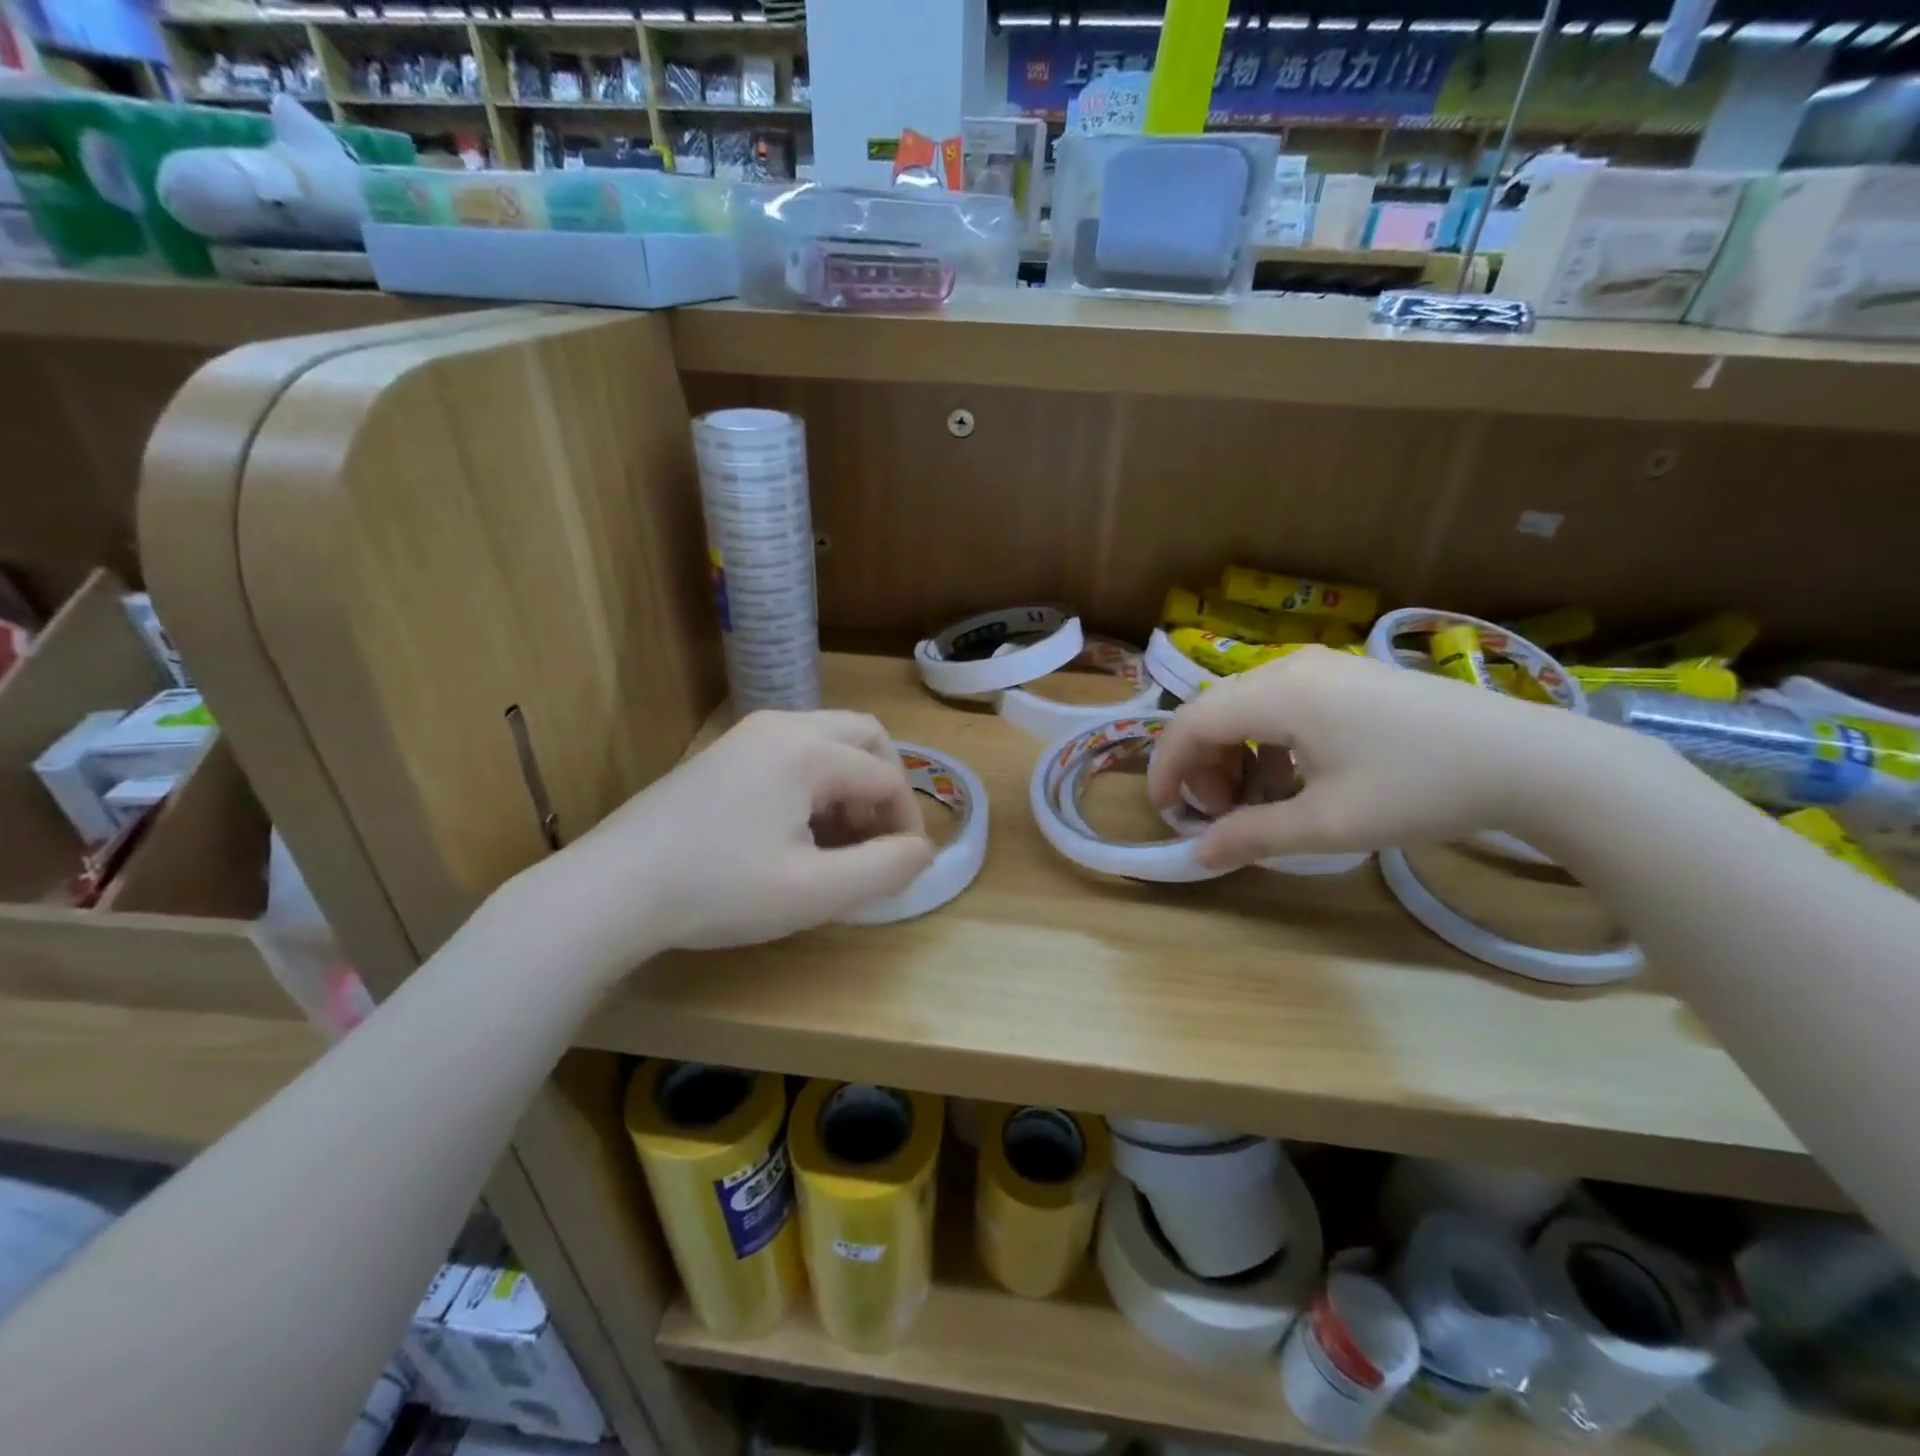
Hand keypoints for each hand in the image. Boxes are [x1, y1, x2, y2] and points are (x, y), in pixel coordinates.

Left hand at [549, 710, 933, 962]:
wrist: (610, 890)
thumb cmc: (718, 890)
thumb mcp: (813, 892)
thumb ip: (883, 869)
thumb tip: (922, 851)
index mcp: (807, 751)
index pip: (886, 776)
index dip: (906, 822)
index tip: (904, 867)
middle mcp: (780, 726)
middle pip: (864, 737)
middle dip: (884, 786)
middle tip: (877, 839)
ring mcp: (746, 736)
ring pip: (827, 742)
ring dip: (849, 784)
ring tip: (838, 842)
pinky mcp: (722, 755)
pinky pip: (792, 752)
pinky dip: (815, 783)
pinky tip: (795, 832)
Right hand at [1146, 646, 1622, 870]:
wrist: (1530, 760)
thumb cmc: (1420, 789)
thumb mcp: (1328, 823)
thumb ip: (1253, 835)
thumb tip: (1198, 854)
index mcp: (1278, 694)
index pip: (1191, 724)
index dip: (1167, 769)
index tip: (1165, 813)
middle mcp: (1289, 668)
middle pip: (1214, 712)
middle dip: (1202, 767)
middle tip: (1220, 816)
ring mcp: (1322, 668)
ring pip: (1245, 708)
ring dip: (1233, 756)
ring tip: (1255, 802)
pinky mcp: (1347, 679)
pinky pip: (1280, 706)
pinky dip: (1266, 744)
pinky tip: (1291, 778)